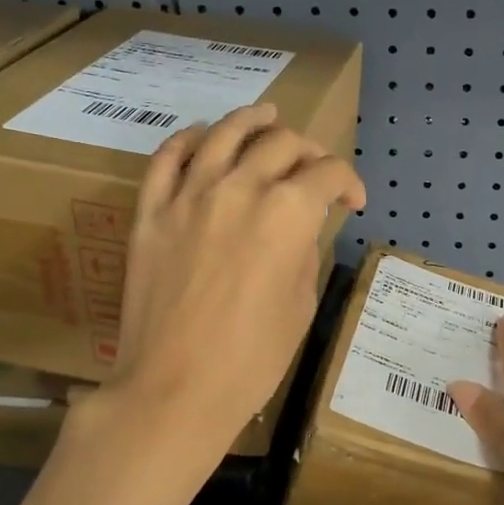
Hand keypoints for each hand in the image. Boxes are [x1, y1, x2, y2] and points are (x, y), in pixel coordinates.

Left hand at [106, 103, 364, 454]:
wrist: (175, 389)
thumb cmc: (252, 359)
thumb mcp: (301, 304)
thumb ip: (305, 251)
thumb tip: (300, 230)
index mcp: (288, 213)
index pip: (329, 174)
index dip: (350, 182)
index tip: (353, 201)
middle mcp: (241, 188)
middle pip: (282, 143)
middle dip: (309, 151)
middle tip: (314, 171)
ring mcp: (189, 195)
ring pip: (224, 133)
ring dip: (252, 119)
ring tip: (266, 114)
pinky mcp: (150, 211)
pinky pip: (167, 157)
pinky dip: (188, 139)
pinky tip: (202, 137)